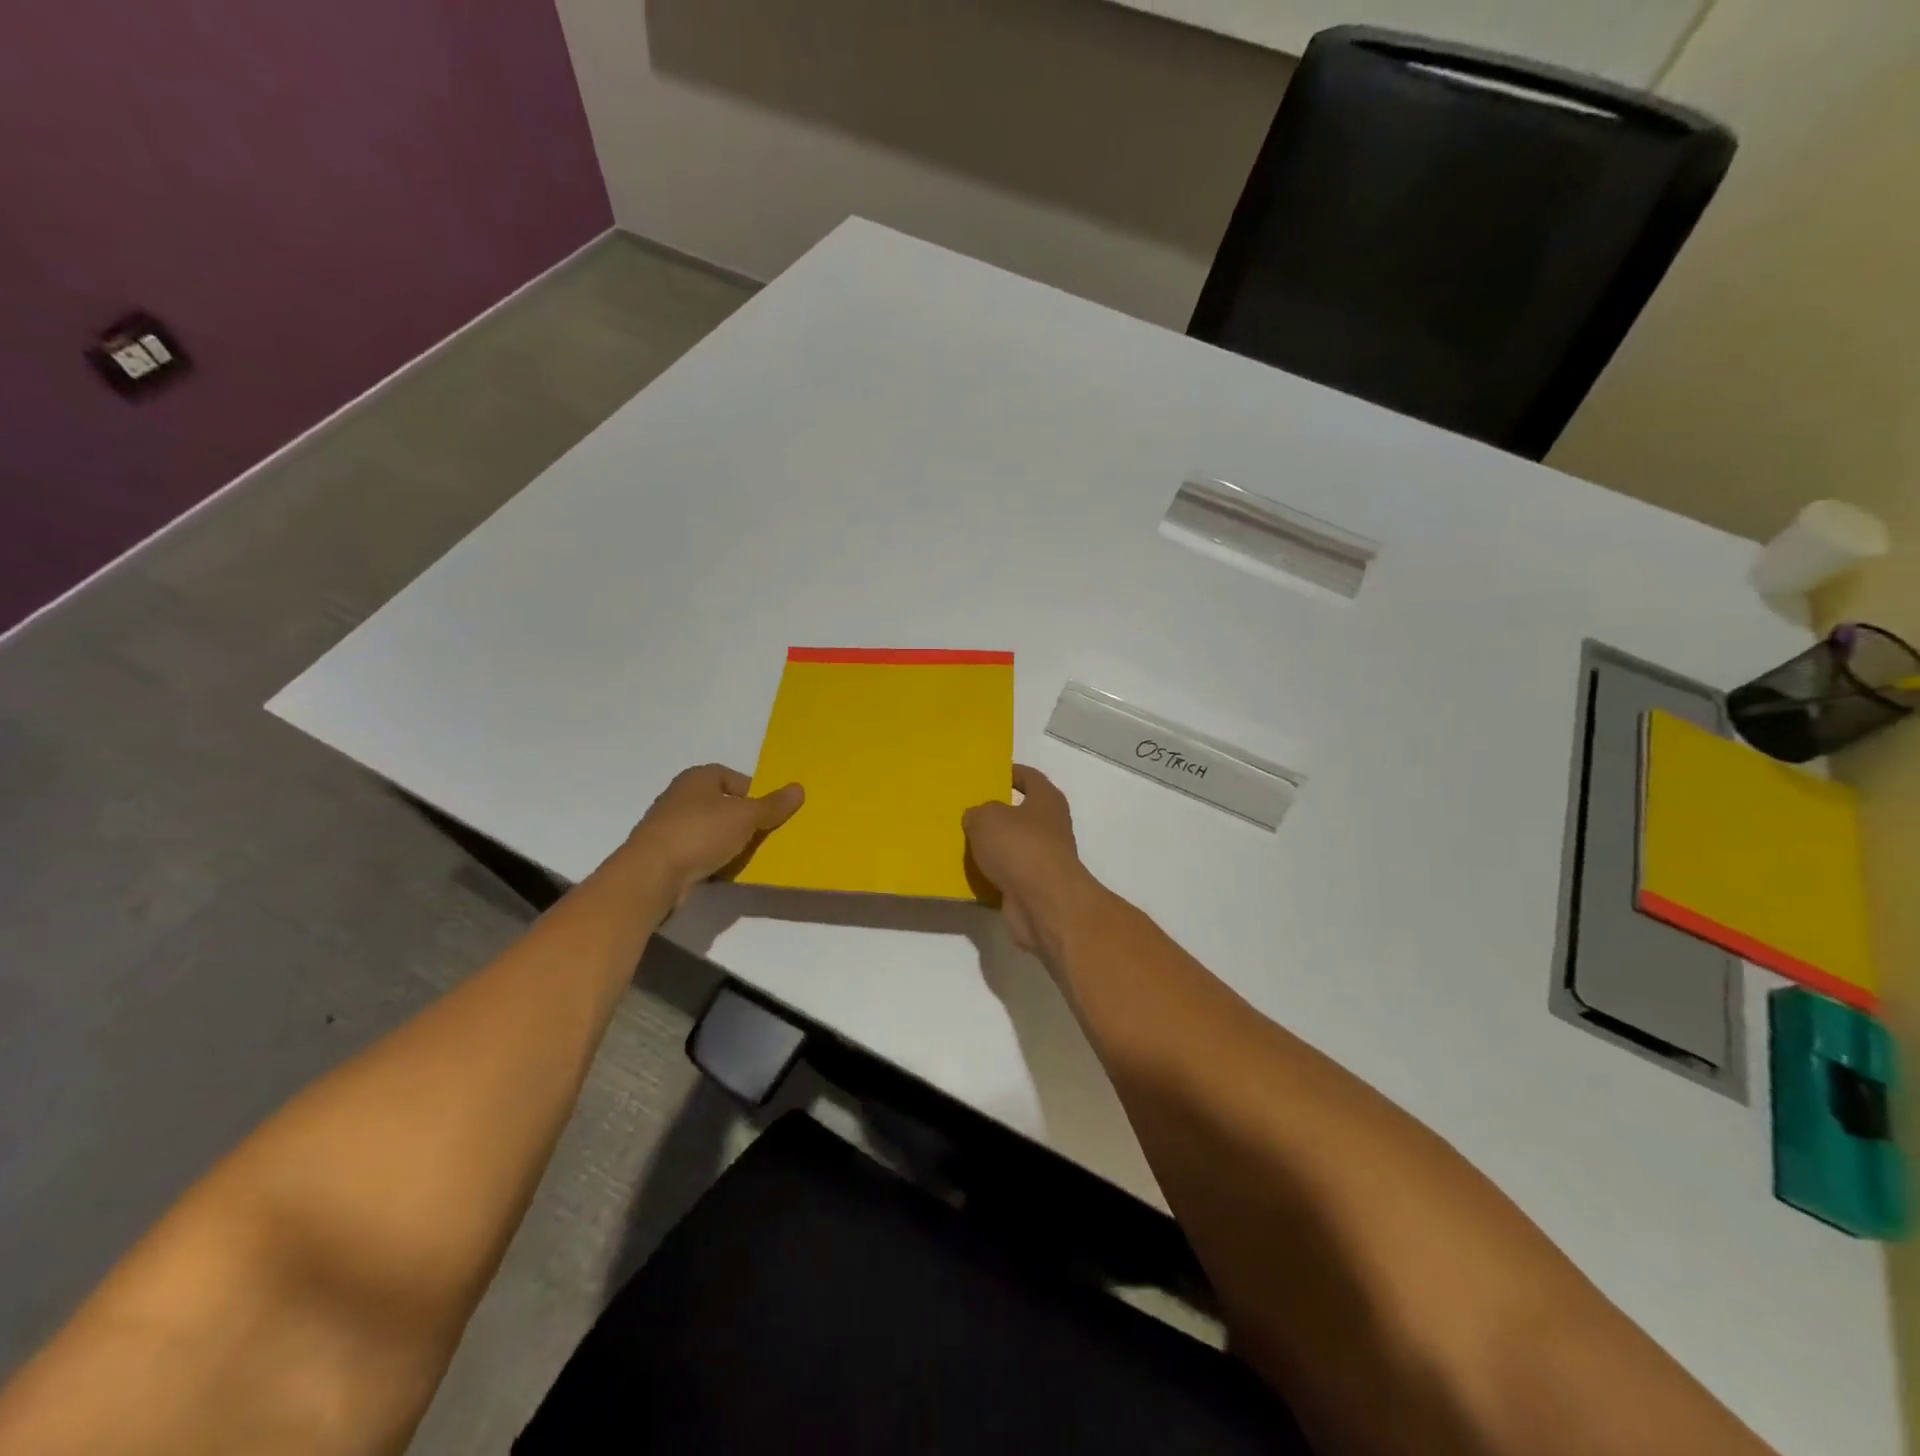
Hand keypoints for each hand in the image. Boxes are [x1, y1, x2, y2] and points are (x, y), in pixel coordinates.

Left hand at [624, 764, 802, 904]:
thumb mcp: (745, 816)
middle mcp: (681, 796)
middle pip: (722, 804)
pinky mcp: (665, 854)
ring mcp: (669, 826)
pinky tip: (725, 871)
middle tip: (765, 835)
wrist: (651, 874)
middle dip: (743, 819)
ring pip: (710, 830)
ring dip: (728, 841)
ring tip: (748, 855)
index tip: (769, 813)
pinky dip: (712, 859)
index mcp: (698, 778)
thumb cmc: (700, 833)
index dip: (754, 793)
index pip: (733, 778)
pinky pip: (698, 852)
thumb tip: (799, 788)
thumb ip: (773, 805)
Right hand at [963, 765, 1101, 956]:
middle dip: (996, 813)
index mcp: (1047, 800)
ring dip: (993, 846)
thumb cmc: (1019, 846)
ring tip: (962, 842)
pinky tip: (969, 872)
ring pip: (1013, 846)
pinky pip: (1008, 874)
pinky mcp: (1034, 887)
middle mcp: (1051, 826)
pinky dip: (992, 874)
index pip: (1029, 777)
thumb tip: (977, 817)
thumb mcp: (987, 817)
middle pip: (1021, 813)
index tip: (989, 774)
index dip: (1011, 772)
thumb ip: (979, 812)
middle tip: (967, 810)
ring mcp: (1044, 859)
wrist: (1042, 902)